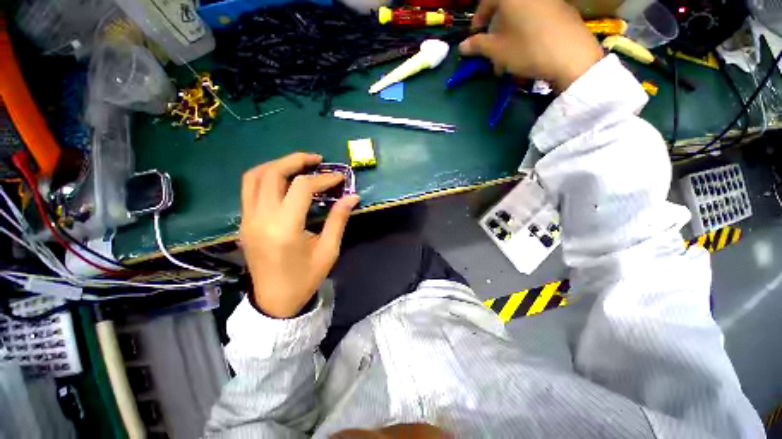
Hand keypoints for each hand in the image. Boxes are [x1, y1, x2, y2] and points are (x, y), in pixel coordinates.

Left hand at [240, 153, 359, 317]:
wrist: (274, 302)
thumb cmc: (305, 278)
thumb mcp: (328, 251)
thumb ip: (338, 220)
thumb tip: (352, 197)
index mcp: (284, 228)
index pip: (301, 188)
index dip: (323, 178)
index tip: (339, 178)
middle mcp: (260, 219)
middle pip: (272, 174)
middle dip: (296, 160)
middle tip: (317, 160)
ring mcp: (247, 220)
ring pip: (254, 177)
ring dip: (278, 165)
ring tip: (300, 165)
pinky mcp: (244, 222)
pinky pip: (250, 189)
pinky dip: (267, 177)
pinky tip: (285, 181)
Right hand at [459, 0, 603, 91]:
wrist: (571, 56)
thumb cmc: (527, 49)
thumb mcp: (497, 50)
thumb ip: (478, 46)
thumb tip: (462, 47)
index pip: (487, 1)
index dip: (478, 19)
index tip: (475, 37)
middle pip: (505, 9)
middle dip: (495, 32)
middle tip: (492, 53)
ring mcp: (548, 0)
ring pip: (520, 16)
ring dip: (510, 36)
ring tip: (508, 58)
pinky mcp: (562, 9)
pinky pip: (535, 18)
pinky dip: (526, 32)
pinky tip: (526, 51)